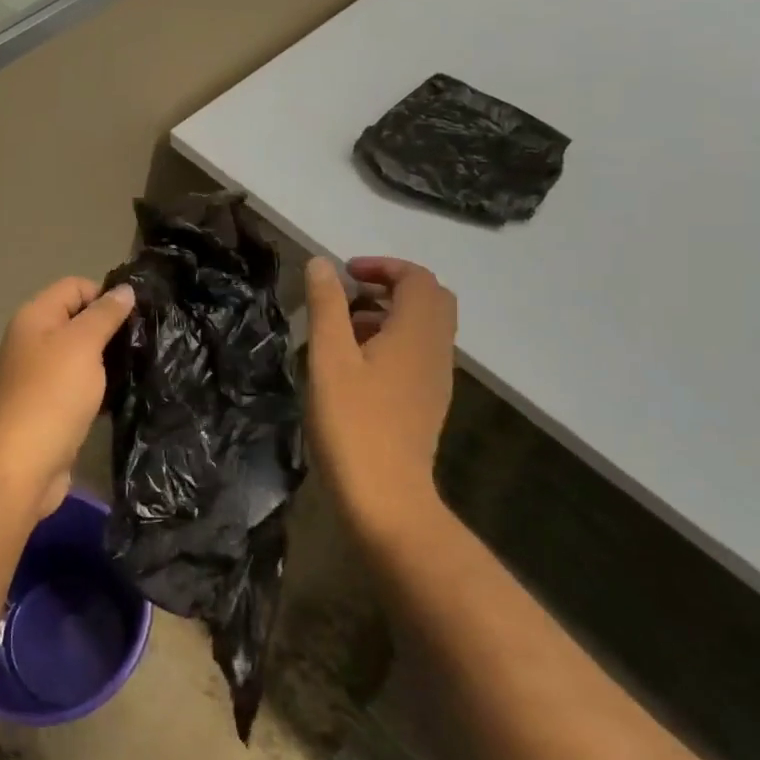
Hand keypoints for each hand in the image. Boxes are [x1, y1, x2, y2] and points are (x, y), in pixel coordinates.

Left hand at [0, 277, 135, 517]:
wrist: (23, 464)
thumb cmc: (52, 394)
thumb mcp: (82, 344)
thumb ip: (104, 314)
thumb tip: (125, 289)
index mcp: (36, 318)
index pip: (75, 287)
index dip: (106, 295)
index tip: (138, 315)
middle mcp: (36, 342)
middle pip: (80, 320)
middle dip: (112, 328)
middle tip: (148, 341)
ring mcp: (43, 376)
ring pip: (84, 356)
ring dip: (110, 360)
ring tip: (144, 365)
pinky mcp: (54, 407)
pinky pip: (84, 386)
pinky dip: (103, 387)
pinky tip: (128, 393)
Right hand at [304, 256, 457, 537]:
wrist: (386, 497)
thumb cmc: (353, 423)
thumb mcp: (329, 358)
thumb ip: (327, 306)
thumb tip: (322, 263)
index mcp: (416, 333)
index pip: (417, 278)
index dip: (383, 266)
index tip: (344, 273)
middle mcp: (436, 350)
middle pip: (430, 299)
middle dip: (391, 286)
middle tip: (350, 293)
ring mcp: (436, 378)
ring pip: (424, 327)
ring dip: (389, 313)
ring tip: (343, 327)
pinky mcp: (427, 401)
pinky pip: (418, 352)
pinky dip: (392, 340)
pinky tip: (355, 364)